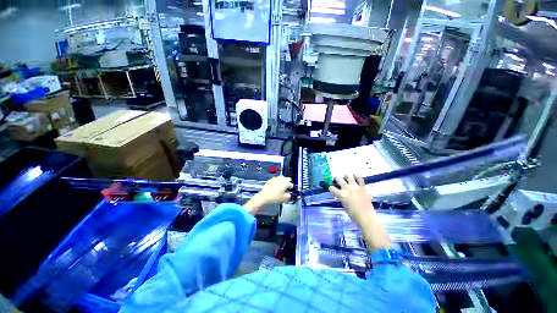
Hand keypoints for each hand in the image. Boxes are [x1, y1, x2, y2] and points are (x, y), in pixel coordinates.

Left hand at [245, 175, 293, 213]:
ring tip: (281, 187)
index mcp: (285, 182)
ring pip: (281, 178)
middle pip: (287, 178)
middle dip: (288, 182)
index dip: (291, 188)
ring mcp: (275, 178)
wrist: (263, 197)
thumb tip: (289, 194)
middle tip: (287, 187)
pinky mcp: (270, 180)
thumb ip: (288, 196)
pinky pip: (276, 179)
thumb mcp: (284, 198)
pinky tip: (276, 187)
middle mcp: (281, 179)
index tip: (290, 190)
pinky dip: (277, 182)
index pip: (291, 184)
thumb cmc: (274, 197)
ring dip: (282, 181)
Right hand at [329, 175, 389, 250]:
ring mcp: (355, 187)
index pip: (332, 188)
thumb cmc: (353, 214)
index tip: (330, 187)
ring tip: (345, 176)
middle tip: (336, 179)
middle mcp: (347, 189)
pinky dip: (357, 176)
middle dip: (337, 179)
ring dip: (346, 176)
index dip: (330, 188)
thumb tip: (341, 196)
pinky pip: (359, 179)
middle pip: (339, 180)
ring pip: (349, 177)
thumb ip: (342, 199)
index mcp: (341, 194)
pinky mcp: (362, 187)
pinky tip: (355, 175)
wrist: (366, 215)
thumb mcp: (344, 206)